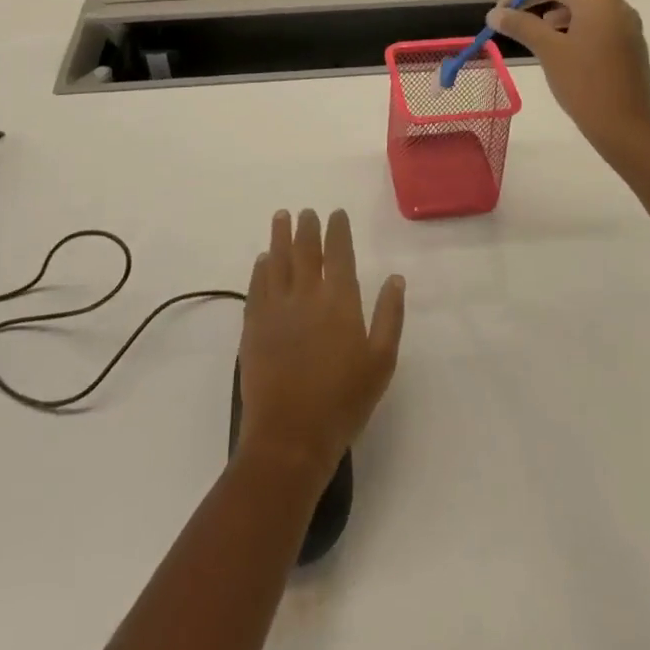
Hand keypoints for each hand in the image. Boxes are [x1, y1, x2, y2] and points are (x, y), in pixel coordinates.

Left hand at [237, 209, 404, 479]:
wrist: (291, 436)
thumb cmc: (344, 401)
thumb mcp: (381, 361)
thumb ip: (389, 315)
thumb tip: (396, 278)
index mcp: (339, 299)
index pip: (338, 252)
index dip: (337, 230)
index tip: (335, 213)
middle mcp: (306, 294)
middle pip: (305, 250)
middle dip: (307, 227)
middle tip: (306, 212)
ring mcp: (276, 308)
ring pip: (277, 260)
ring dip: (279, 236)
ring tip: (281, 217)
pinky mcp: (253, 326)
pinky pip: (256, 286)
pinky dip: (260, 268)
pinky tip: (262, 260)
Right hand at [489, 0, 649, 150]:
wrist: (626, 127)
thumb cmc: (584, 83)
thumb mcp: (548, 50)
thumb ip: (521, 25)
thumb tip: (495, 13)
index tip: (501, 12)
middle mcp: (616, 3)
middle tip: (520, 13)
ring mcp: (627, 24)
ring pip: (588, 3)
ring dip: (561, 9)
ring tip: (539, 28)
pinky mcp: (630, 44)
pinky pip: (600, 21)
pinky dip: (577, 23)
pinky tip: (562, 44)